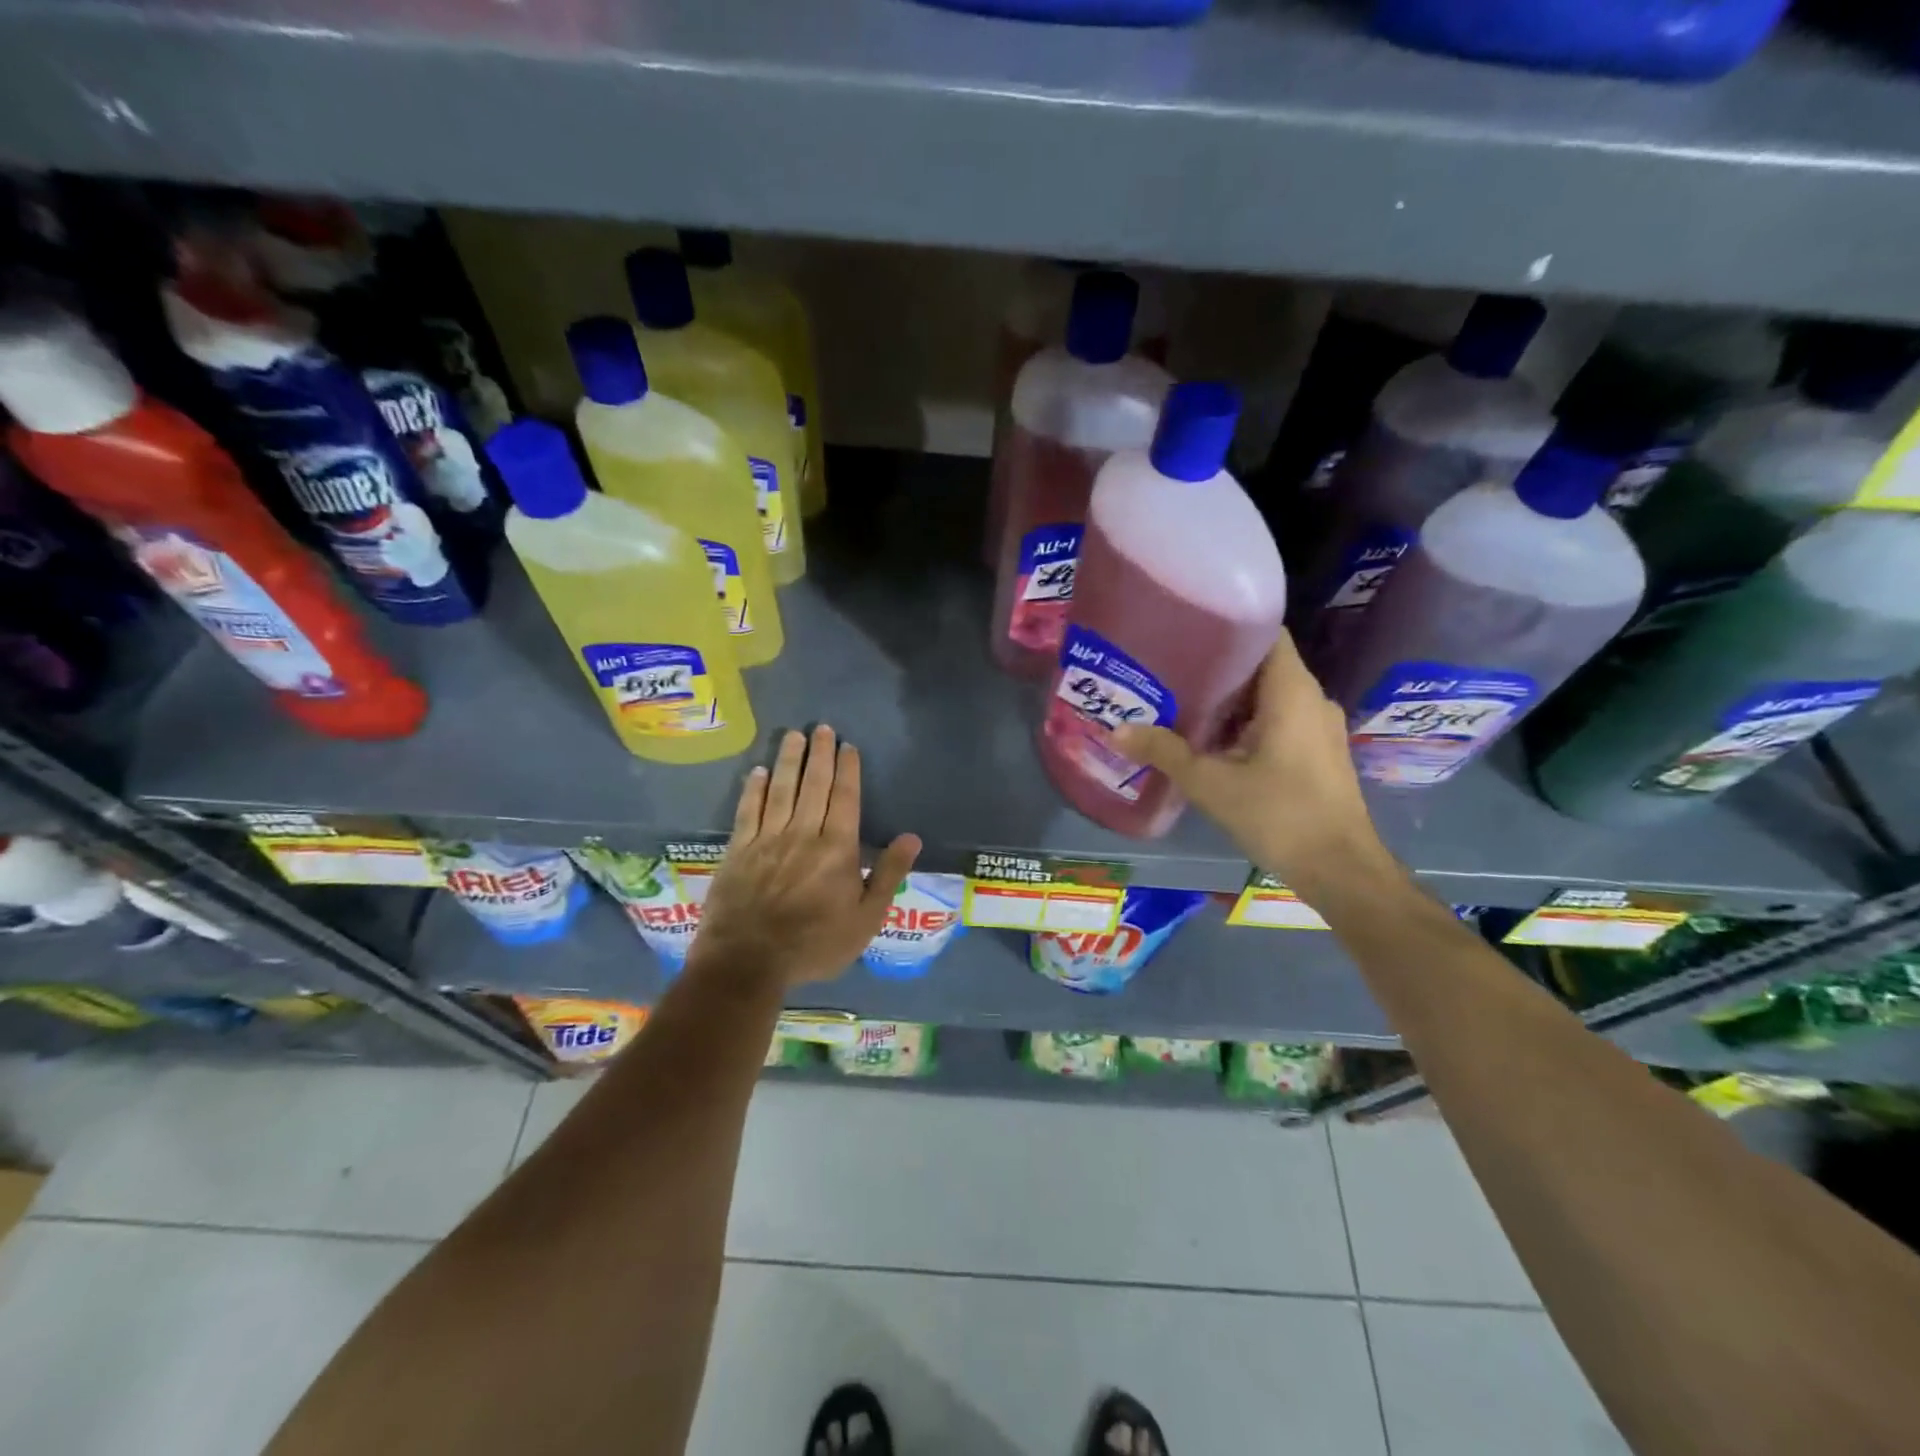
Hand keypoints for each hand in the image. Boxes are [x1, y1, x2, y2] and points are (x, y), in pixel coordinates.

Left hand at [690, 725, 921, 990]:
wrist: (748, 962)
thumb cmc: (815, 944)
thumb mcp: (866, 919)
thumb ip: (889, 875)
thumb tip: (912, 837)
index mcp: (837, 848)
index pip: (845, 798)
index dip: (847, 770)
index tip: (848, 746)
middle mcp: (803, 833)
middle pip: (813, 785)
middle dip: (819, 754)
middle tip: (822, 727)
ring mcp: (767, 839)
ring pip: (781, 790)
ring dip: (788, 760)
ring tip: (793, 735)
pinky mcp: (738, 850)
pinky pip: (748, 811)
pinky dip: (754, 789)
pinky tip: (758, 772)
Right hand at [1112, 631, 1393, 895]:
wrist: (1341, 870)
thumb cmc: (1279, 815)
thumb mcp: (1211, 783)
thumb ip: (1165, 752)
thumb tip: (1117, 729)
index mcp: (1292, 692)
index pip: (1266, 633)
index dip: (1229, 626)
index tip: (1187, 629)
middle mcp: (1311, 700)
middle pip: (1261, 666)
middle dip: (1217, 667)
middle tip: (1169, 668)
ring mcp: (1317, 728)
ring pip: (1268, 697)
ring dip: (1229, 700)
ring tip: (1181, 702)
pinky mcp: (1317, 754)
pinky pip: (1277, 721)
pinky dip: (1245, 723)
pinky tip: (1211, 741)